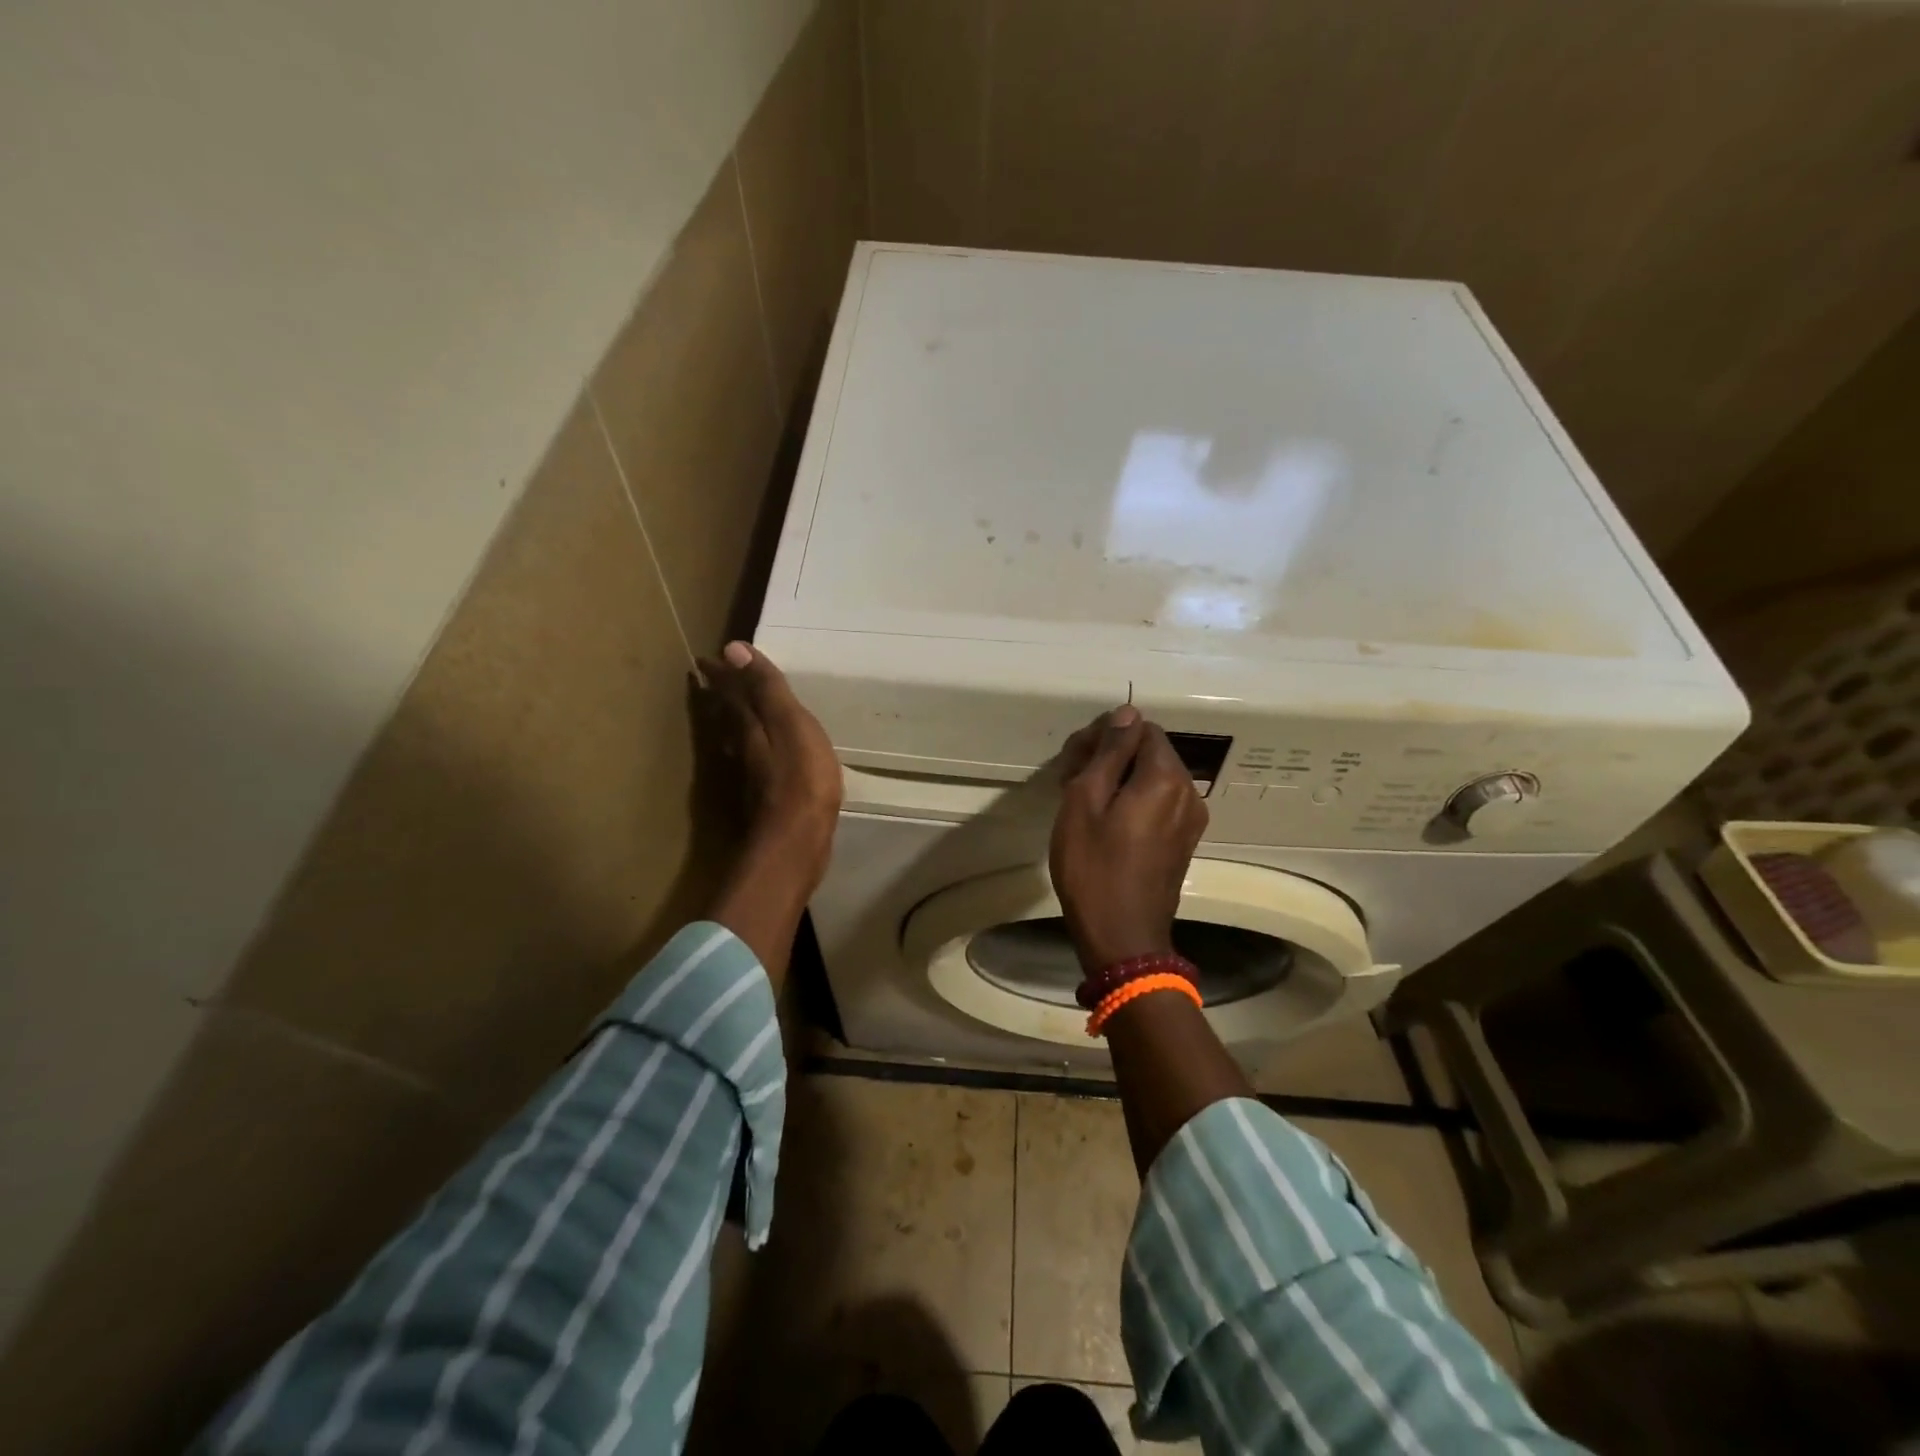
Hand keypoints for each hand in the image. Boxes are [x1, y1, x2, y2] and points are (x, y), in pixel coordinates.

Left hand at [697, 641, 841, 883]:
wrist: (796, 841)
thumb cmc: (801, 778)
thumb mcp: (789, 723)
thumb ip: (765, 688)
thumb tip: (731, 648)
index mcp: (748, 725)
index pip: (729, 691)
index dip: (722, 674)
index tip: (708, 657)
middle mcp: (741, 747)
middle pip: (726, 714)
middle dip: (720, 694)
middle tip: (712, 677)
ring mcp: (749, 775)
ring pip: (734, 737)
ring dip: (729, 720)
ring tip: (729, 708)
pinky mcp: (762, 797)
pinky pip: (749, 760)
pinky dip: (748, 747)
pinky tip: (753, 754)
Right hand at [1049, 706, 1208, 971]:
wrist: (1122, 937)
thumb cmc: (1093, 867)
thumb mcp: (1085, 801)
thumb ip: (1109, 753)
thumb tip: (1127, 713)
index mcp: (1166, 777)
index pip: (1140, 728)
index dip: (1104, 736)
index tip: (1073, 761)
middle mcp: (1189, 792)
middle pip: (1150, 752)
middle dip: (1110, 757)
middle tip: (1069, 781)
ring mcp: (1191, 820)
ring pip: (1153, 778)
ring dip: (1119, 779)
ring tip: (1082, 803)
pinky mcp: (1184, 841)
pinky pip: (1159, 803)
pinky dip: (1133, 801)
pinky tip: (1105, 822)